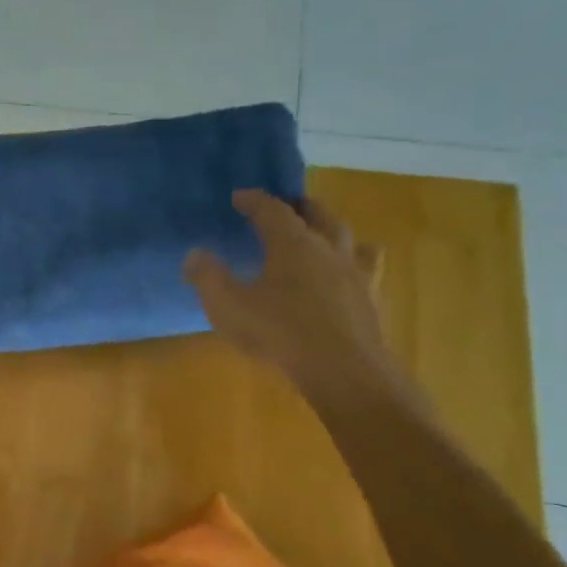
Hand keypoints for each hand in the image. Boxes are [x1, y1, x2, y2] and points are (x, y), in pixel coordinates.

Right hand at [184, 191, 400, 402]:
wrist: (342, 370)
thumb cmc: (279, 332)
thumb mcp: (227, 306)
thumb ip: (208, 278)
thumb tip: (195, 254)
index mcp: (292, 245)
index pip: (272, 210)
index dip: (255, 200)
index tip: (239, 196)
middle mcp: (328, 249)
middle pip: (319, 215)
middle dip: (300, 206)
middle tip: (287, 205)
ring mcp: (355, 273)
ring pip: (350, 238)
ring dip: (334, 229)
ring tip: (325, 232)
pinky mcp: (371, 298)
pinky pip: (368, 268)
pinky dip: (357, 261)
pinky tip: (351, 273)